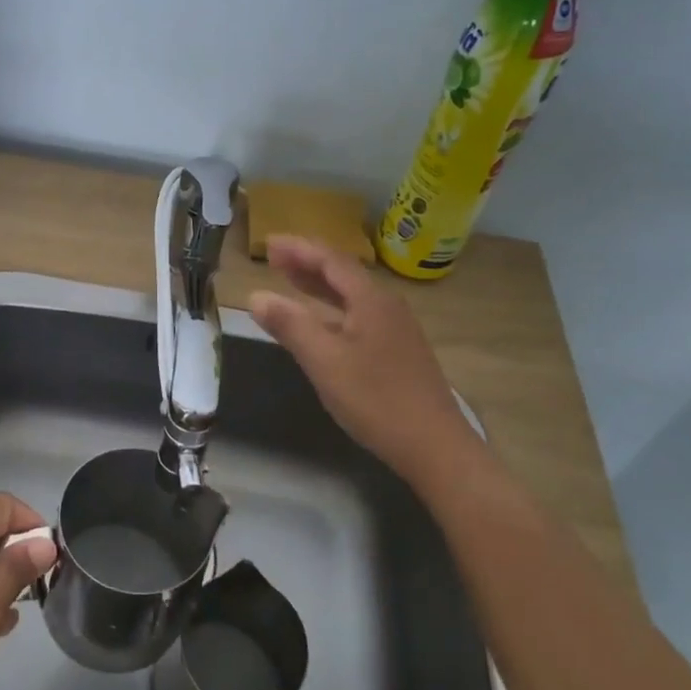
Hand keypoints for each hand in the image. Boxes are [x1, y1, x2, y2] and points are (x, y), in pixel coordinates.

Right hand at [249, 235, 481, 484]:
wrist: (434, 446)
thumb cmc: (375, 399)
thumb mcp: (324, 362)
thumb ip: (290, 326)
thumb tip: (256, 296)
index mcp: (371, 301)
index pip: (331, 261)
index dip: (299, 249)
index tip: (269, 243)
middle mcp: (387, 307)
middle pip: (344, 275)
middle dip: (307, 264)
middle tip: (274, 258)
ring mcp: (397, 330)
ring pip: (352, 297)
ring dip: (319, 287)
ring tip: (290, 281)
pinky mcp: (399, 352)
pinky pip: (359, 316)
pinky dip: (332, 310)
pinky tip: (321, 324)